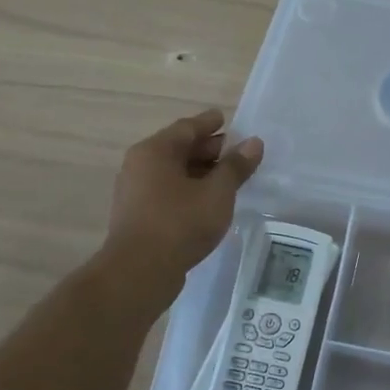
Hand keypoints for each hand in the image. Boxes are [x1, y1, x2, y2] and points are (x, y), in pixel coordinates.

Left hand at [105, 109, 262, 287]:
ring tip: (228, 178)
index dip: (209, 123)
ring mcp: (136, 192)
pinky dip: (190, 190)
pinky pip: (169, 192)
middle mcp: (140, 165)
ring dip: (200, 172)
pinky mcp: (139, 215)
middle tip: (235, 151)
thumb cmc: (180, 222)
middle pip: (178, 149)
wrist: (140, 271)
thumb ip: (236, 166)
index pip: (186, 128)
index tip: (225, 118)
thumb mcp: (217, 193)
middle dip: (207, 149)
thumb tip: (253, 143)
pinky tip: (209, 202)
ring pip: (173, 172)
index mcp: (155, 151)